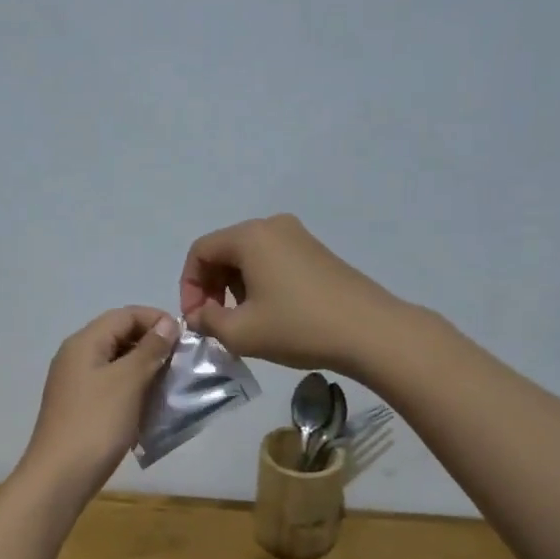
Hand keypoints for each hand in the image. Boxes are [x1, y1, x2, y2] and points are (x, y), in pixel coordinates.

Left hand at [17, 307, 178, 503]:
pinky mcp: (79, 406)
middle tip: (180, 363)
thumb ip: (149, 349)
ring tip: (169, 384)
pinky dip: (131, 388)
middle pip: (119, 335)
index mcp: (84, 342)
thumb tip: (167, 323)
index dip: (156, 320)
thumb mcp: (128, 382)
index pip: (125, 314)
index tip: (185, 339)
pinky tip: (148, 405)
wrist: (59, 478)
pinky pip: (110, 385)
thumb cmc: (96, 424)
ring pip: (116, 362)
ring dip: (144, 368)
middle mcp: (76, 356)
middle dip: (152, 344)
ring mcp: (75, 382)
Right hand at [178, 214, 405, 376]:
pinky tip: (270, 314)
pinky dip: (259, 283)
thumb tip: (199, 316)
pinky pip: (272, 261)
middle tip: (214, 322)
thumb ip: (208, 322)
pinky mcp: (316, 252)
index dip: (188, 286)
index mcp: (250, 236)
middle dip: (211, 287)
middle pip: (224, 250)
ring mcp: (299, 236)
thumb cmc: (298, 327)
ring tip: (242, 322)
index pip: (200, 251)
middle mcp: (272, 226)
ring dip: (234, 288)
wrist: (371, 332)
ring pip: (248, 257)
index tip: (196, 319)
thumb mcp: (241, 332)